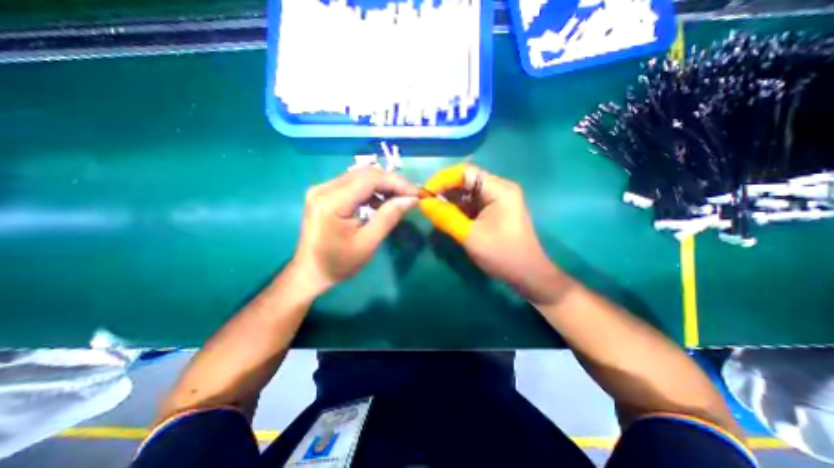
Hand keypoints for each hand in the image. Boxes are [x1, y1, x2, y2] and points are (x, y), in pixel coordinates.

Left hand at [293, 166, 420, 291]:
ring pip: (360, 177)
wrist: (311, 272)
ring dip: (381, 186)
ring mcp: (321, 189)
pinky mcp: (323, 194)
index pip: (370, 179)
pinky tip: (379, 203)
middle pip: (365, 174)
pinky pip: (352, 184)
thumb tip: (411, 198)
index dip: (396, 182)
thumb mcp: (368, 243)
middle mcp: (323, 188)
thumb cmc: (340, 263)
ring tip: (397, 200)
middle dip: (391, 183)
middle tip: (409, 197)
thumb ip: (389, 217)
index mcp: (332, 202)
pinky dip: (370, 191)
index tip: (415, 194)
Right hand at [420, 164, 571, 306]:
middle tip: (427, 204)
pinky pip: (471, 203)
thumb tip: (423, 203)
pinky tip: (448, 217)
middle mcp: (499, 189)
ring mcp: (498, 199)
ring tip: (435, 212)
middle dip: (445, 190)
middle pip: (466, 180)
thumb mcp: (470, 236)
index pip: (465, 172)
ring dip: (450, 200)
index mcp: (499, 190)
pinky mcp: (494, 210)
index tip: (424, 193)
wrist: (528, 275)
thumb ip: (446, 217)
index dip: (442, 179)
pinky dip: (458, 209)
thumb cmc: (503, 255)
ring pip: (467, 192)